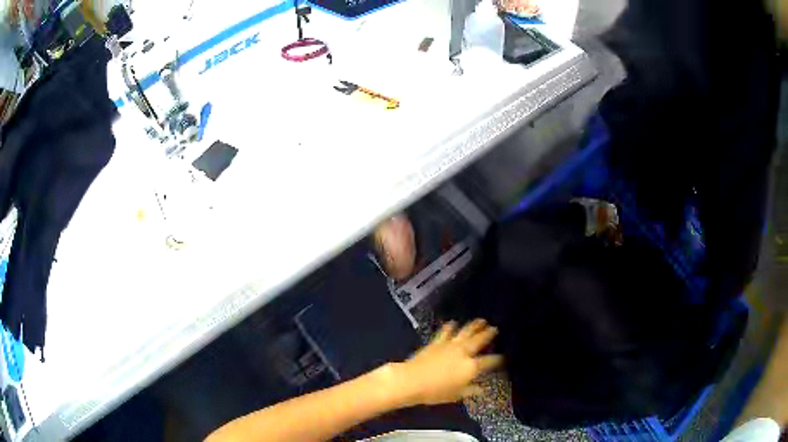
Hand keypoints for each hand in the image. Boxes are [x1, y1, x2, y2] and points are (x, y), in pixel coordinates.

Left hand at [391, 319, 502, 406]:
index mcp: (471, 367)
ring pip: (465, 331)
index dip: (498, 359)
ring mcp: (450, 345)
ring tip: (481, 320)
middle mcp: (463, 352)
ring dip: (474, 325)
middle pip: (479, 340)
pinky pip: (445, 331)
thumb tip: (482, 389)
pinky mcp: (436, 342)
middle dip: (489, 334)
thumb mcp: (456, 395)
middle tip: (495, 328)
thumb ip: (470, 390)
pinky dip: (450, 326)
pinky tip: (453, 323)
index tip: (503, 357)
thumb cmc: (435, 392)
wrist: (411, 380)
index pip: (490, 361)